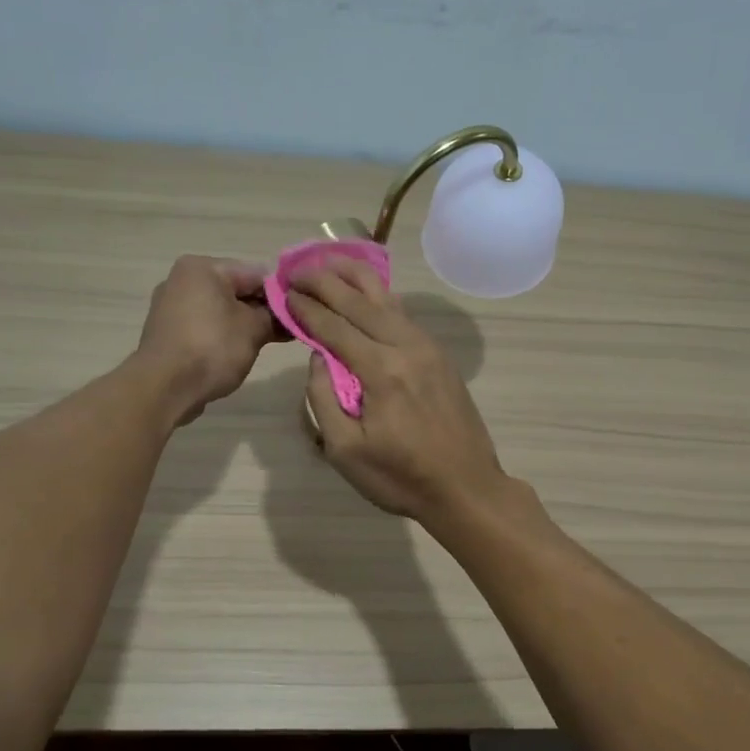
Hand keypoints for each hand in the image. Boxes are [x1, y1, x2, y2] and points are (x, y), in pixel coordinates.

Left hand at [137, 255, 280, 424]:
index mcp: (202, 267)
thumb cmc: (211, 348)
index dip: (281, 294)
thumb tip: (285, 314)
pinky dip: (223, 335)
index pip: (255, 273)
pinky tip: (239, 352)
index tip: (300, 313)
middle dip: (262, 310)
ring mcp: (170, 306)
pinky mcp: (167, 332)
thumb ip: (274, 316)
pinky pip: (204, 326)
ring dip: (244, 324)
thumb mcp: (253, 329)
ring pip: (220, 310)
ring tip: (268, 344)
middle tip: (289, 331)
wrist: (164, 388)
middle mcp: (182, 279)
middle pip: (236, 290)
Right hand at [286, 259, 509, 522]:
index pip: (334, 328)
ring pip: (387, 300)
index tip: (283, 292)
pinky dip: (381, 296)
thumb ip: (324, 398)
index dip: (306, 309)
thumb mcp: (345, 450)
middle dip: (324, 282)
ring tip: (328, 262)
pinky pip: (404, 314)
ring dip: (355, 278)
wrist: (466, 487)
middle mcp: (405, 348)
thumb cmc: (400, 478)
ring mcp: (428, 348)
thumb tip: (318, 357)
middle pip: (359, 303)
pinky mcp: (440, 356)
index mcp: (381, 371)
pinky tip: (367, 290)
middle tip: (296, 268)